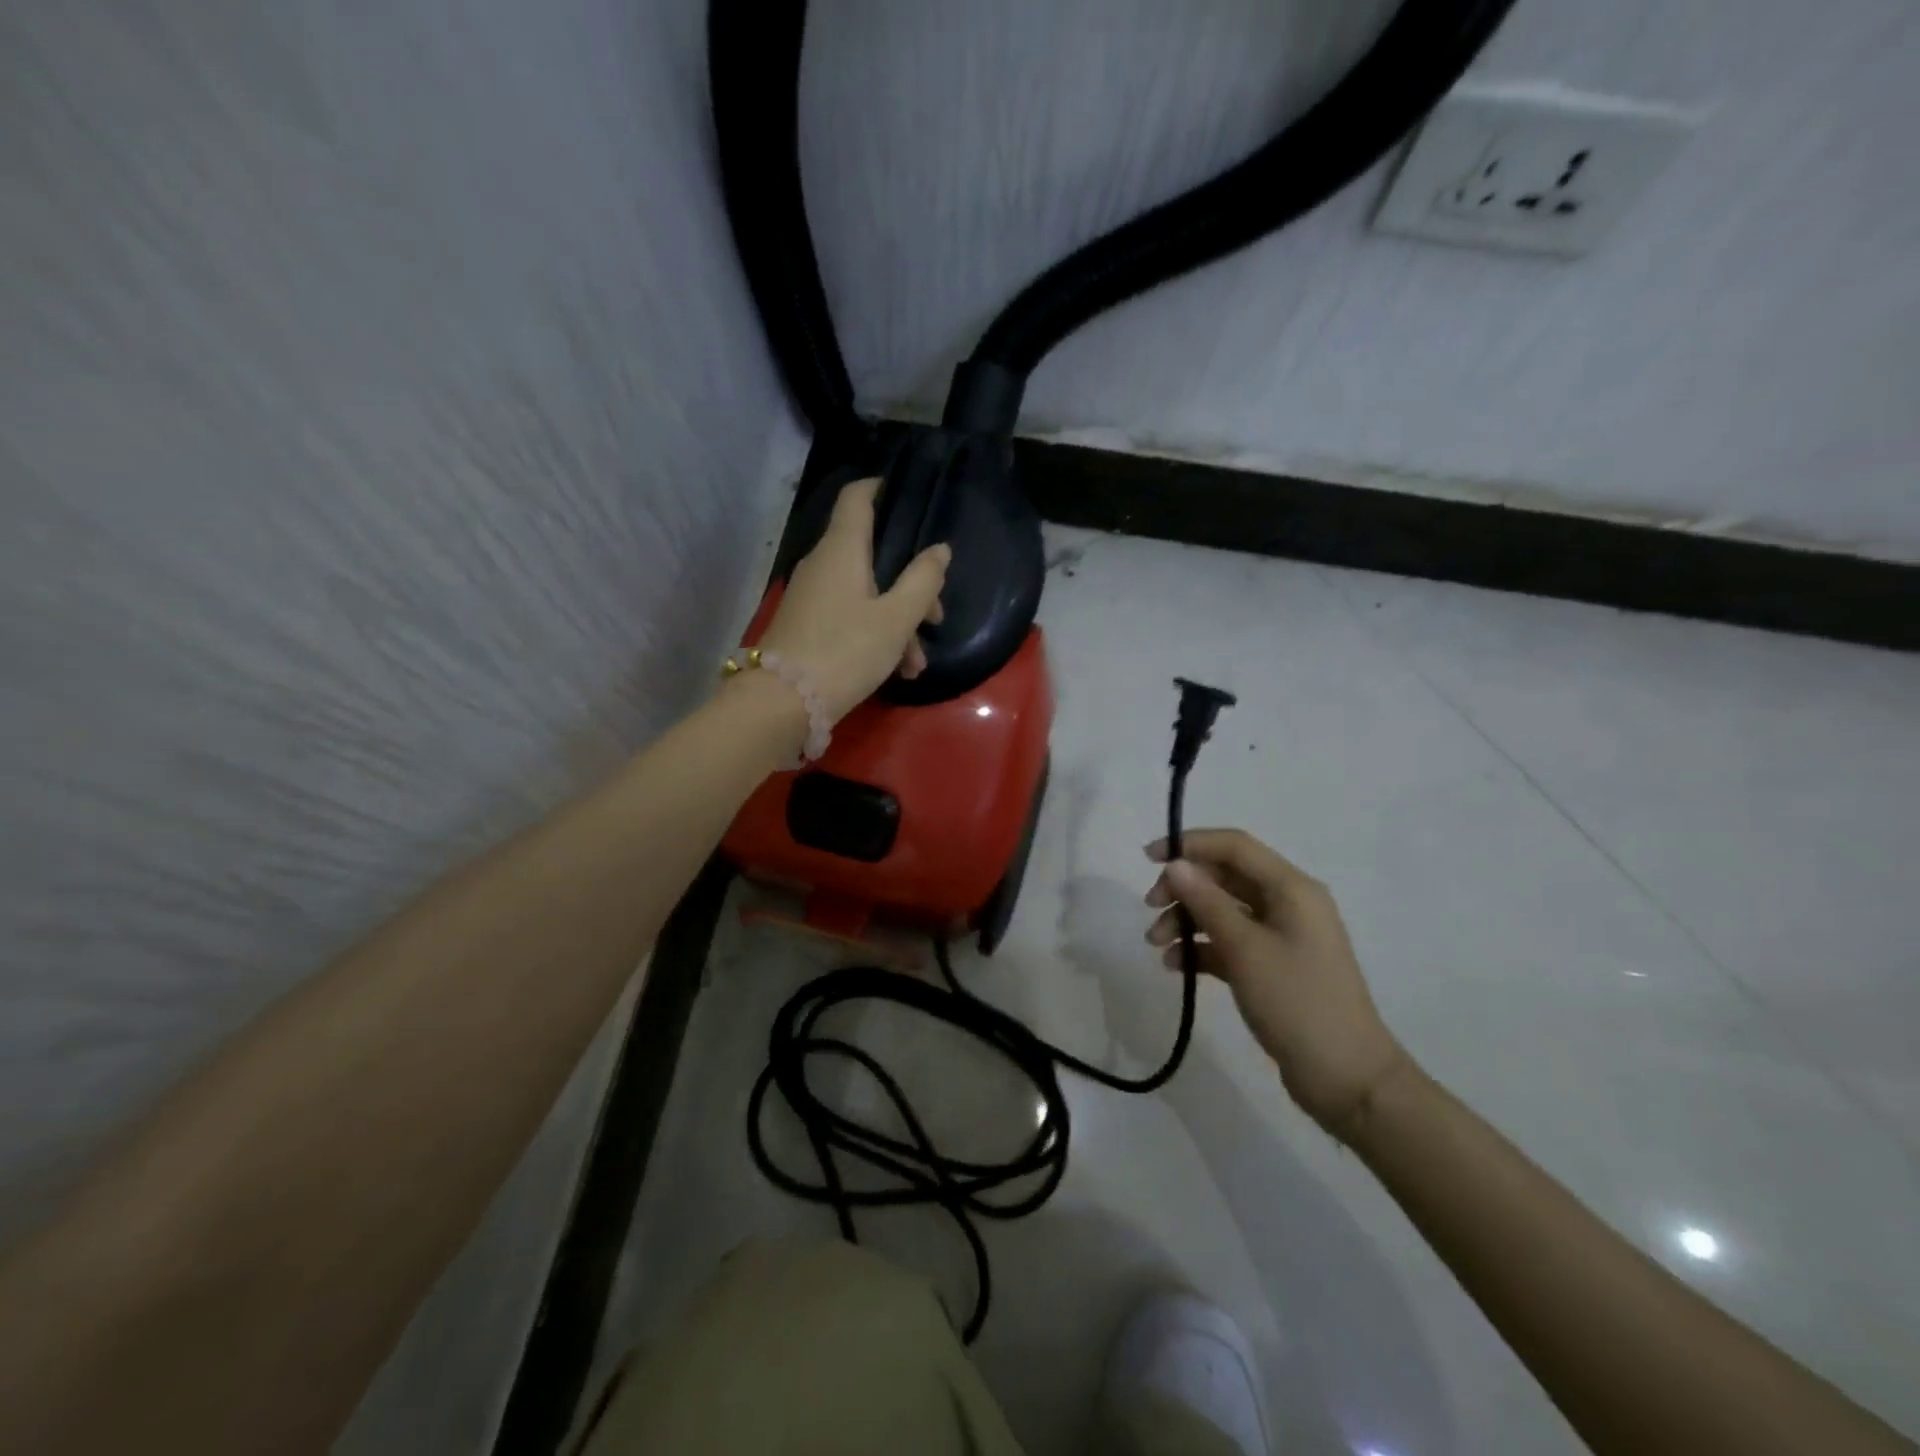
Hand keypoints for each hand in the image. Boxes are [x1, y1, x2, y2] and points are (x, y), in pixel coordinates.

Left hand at [757, 478, 949, 721]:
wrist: (782, 702)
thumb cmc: (846, 651)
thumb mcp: (896, 619)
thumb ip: (923, 581)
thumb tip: (939, 550)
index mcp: (843, 549)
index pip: (857, 497)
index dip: (880, 488)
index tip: (905, 494)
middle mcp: (823, 563)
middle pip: (872, 555)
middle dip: (910, 585)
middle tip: (935, 618)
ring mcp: (811, 595)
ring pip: (865, 593)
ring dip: (897, 622)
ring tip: (916, 664)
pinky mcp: (806, 624)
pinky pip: (849, 616)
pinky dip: (875, 633)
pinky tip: (896, 671)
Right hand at [1144, 829, 1411, 1139]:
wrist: (1347, 1079)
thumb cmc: (1297, 1003)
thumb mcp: (1245, 949)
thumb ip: (1207, 902)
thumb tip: (1176, 864)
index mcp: (1291, 889)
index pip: (1234, 846)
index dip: (1189, 844)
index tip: (1148, 859)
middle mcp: (1288, 904)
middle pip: (1224, 877)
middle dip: (1183, 888)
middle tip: (1149, 909)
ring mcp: (1281, 937)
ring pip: (1223, 910)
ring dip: (1186, 920)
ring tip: (1156, 945)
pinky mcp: (1273, 966)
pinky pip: (1229, 942)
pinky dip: (1201, 948)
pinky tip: (1176, 966)